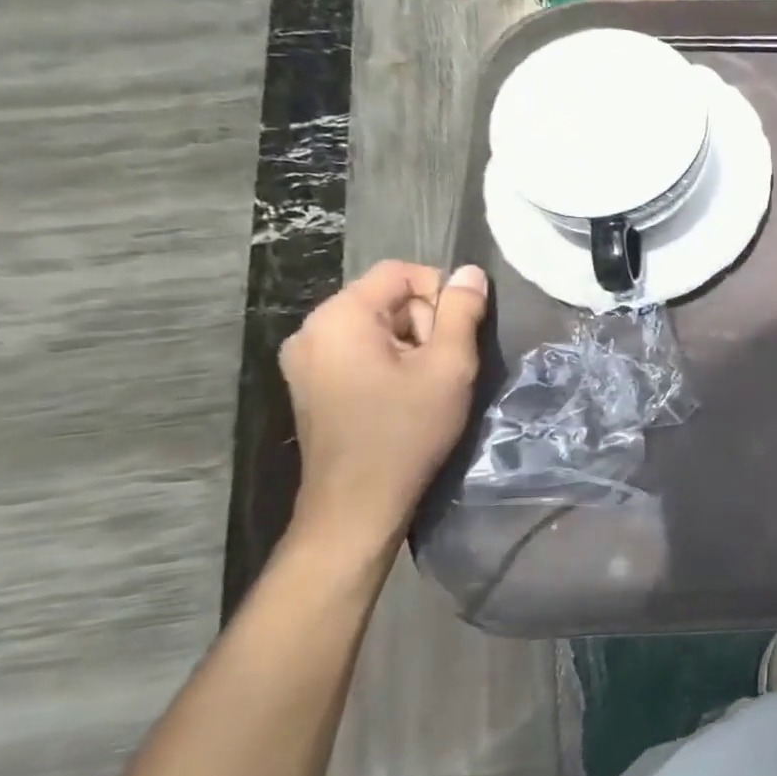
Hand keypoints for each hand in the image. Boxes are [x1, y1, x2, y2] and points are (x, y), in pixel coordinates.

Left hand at [278, 261, 488, 552]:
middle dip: (424, 323)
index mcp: (340, 316)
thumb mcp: (449, 366)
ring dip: (410, 346)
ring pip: (376, 326)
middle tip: (441, 367)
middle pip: (387, 298)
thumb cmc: (407, 430)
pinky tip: (401, 397)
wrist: (358, 503)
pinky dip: (388, 363)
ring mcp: (305, 359)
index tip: (458, 335)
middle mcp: (312, 329)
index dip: (440, 293)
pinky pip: (359, 351)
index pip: (401, 272)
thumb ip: (462, 311)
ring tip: (424, 386)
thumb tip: (471, 272)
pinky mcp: (310, 384)